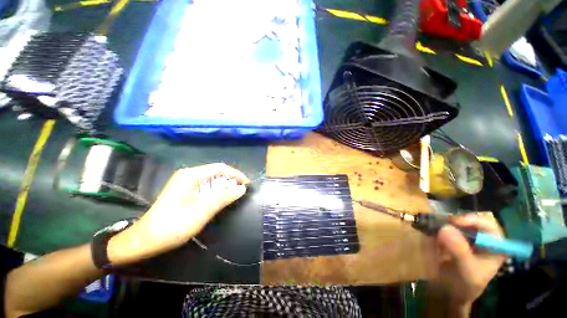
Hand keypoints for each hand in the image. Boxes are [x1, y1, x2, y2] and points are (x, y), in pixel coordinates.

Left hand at [107, 163, 249, 264]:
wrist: (146, 239)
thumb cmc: (174, 223)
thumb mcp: (203, 209)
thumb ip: (224, 197)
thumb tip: (242, 188)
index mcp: (191, 175)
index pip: (220, 168)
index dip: (236, 174)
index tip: (246, 184)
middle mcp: (188, 175)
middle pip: (215, 173)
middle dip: (230, 180)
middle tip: (241, 191)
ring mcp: (184, 183)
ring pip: (211, 180)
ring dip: (223, 187)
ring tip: (233, 196)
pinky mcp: (183, 191)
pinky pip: (205, 187)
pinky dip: (215, 192)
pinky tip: (218, 200)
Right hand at [435, 214, 505, 313]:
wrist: (450, 293)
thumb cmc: (465, 285)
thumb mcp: (466, 270)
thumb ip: (459, 250)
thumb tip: (445, 228)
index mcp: (495, 246)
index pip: (488, 225)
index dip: (472, 220)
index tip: (454, 222)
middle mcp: (482, 238)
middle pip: (470, 221)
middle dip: (454, 221)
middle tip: (440, 223)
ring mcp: (466, 238)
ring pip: (456, 223)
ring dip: (443, 223)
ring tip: (432, 226)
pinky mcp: (452, 238)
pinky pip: (445, 227)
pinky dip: (437, 227)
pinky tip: (430, 231)